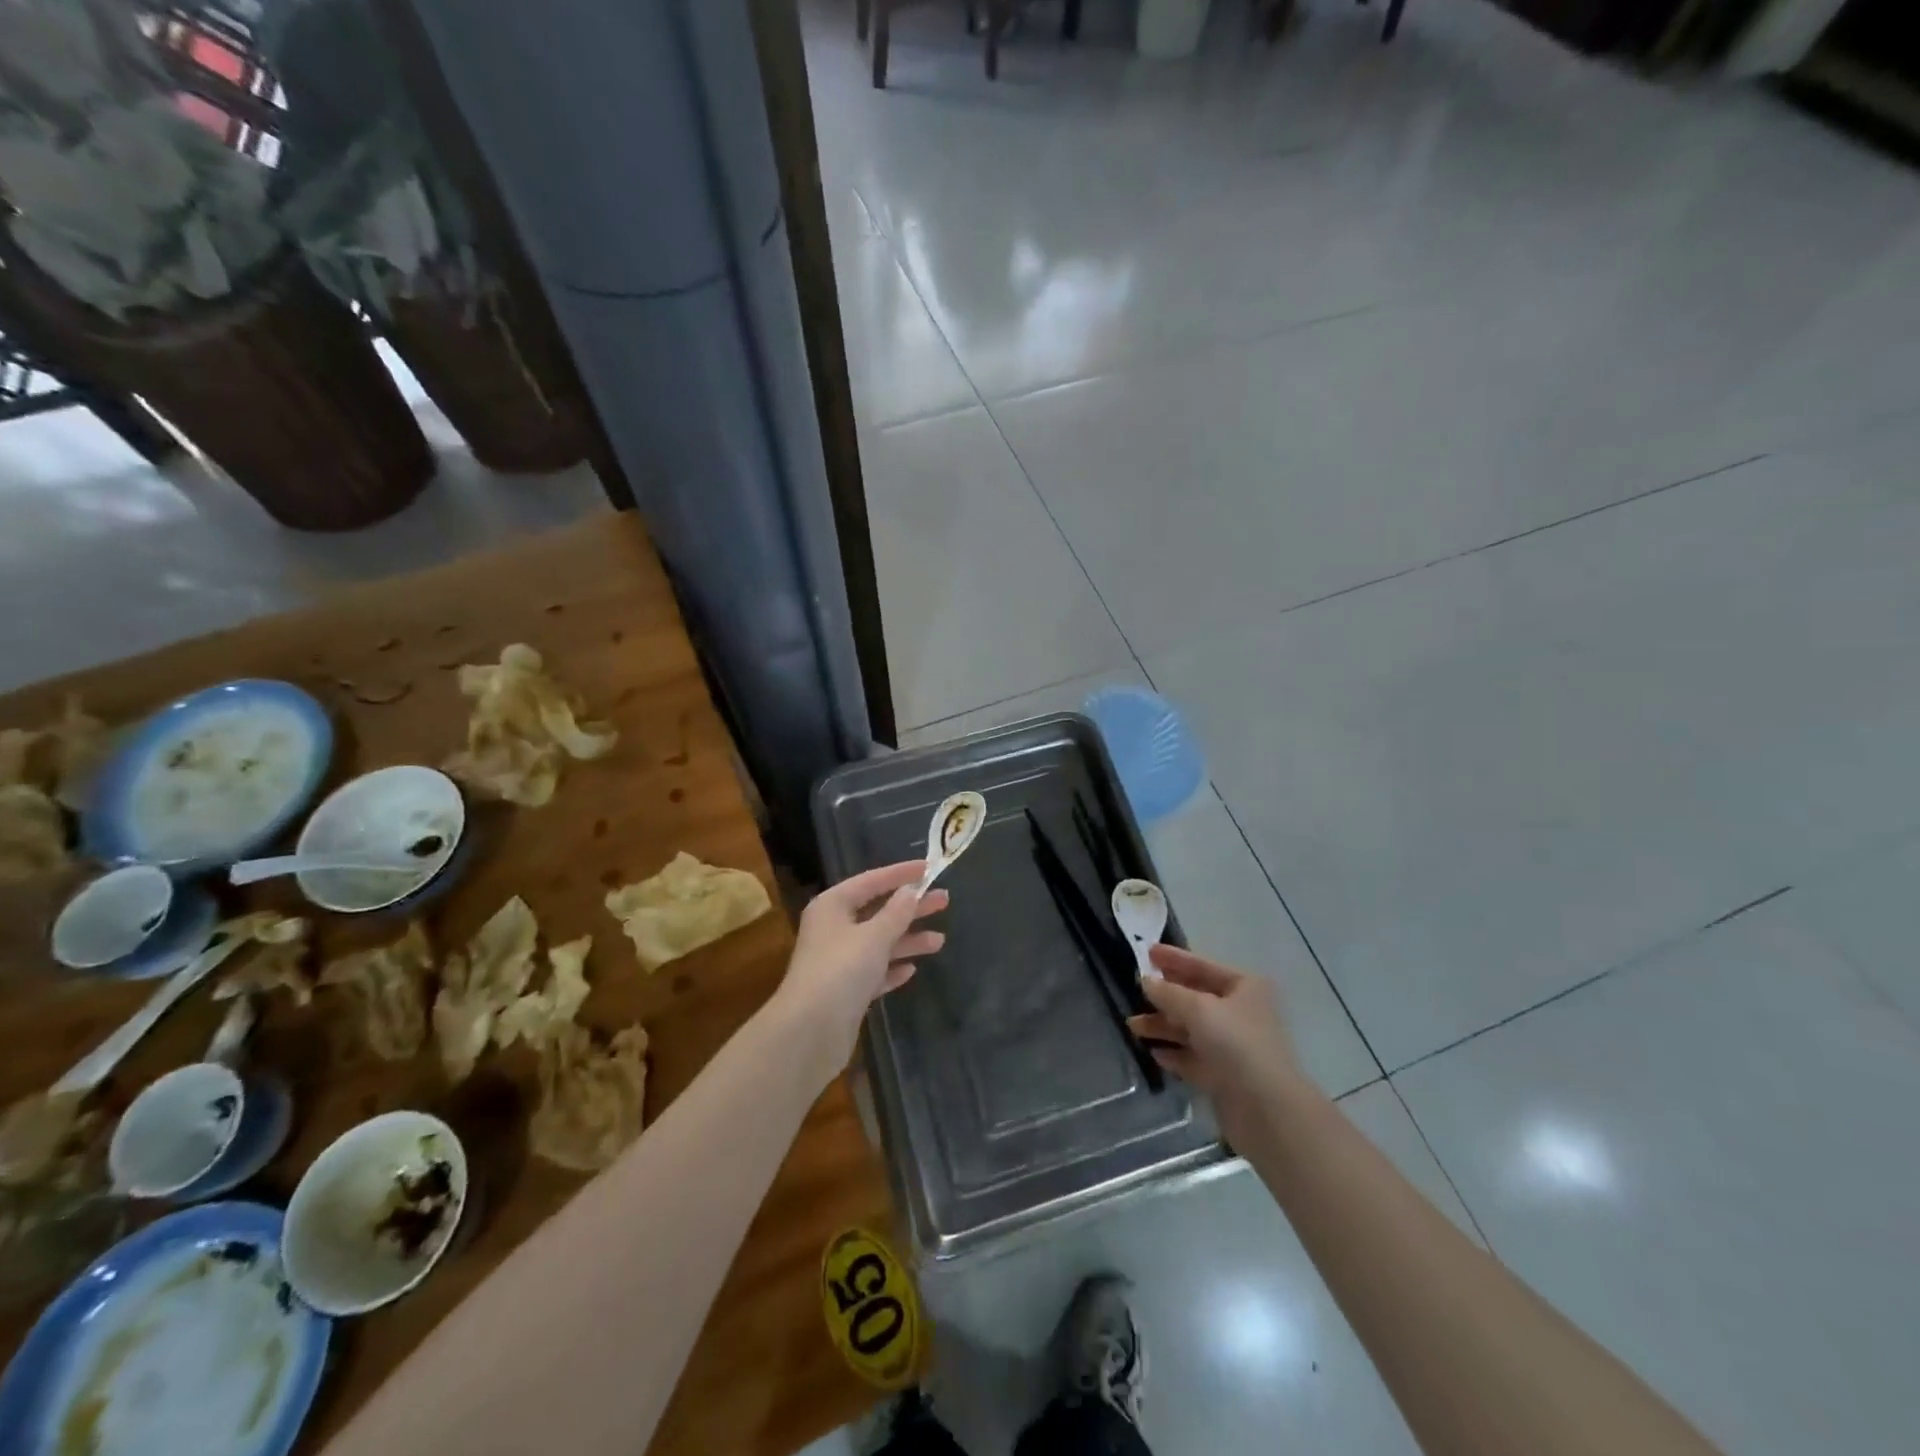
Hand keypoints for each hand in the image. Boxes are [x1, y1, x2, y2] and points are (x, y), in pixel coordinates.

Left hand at [777, 861, 947, 1063]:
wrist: (810, 1032)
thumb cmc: (841, 971)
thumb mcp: (874, 936)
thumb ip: (896, 912)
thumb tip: (910, 891)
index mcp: (832, 906)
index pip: (871, 881)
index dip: (900, 873)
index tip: (928, 868)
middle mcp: (833, 929)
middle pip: (878, 912)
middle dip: (910, 908)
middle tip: (943, 900)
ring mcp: (838, 962)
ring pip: (879, 943)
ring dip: (907, 940)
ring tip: (939, 941)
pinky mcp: (845, 991)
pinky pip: (874, 972)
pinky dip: (892, 968)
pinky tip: (912, 970)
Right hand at [1127, 945, 1304, 1142]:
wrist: (1266, 1109)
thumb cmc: (1235, 1043)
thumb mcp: (1197, 1009)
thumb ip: (1167, 993)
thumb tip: (1145, 981)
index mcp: (1244, 988)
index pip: (1203, 966)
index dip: (1174, 958)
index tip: (1147, 951)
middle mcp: (1240, 1013)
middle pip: (1195, 998)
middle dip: (1165, 996)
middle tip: (1135, 989)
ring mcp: (1233, 1046)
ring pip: (1191, 1029)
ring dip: (1163, 1026)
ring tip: (1134, 1026)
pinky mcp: (1225, 1075)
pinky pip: (1193, 1058)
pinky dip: (1175, 1053)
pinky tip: (1155, 1053)